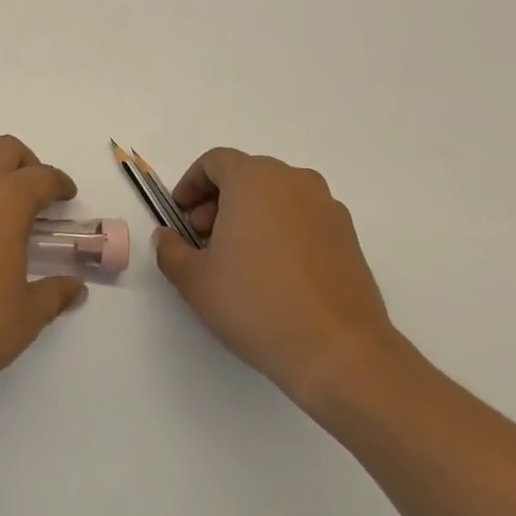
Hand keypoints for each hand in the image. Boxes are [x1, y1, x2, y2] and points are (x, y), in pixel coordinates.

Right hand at [154, 148, 402, 415]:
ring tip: (238, 259)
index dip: (191, 185)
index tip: (180, 217)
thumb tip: (167, 237)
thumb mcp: (195, 281)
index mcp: (254, 180)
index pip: (215, 162)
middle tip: (203, 240)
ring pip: (277, 195)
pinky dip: (281, 229)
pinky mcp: (348, 236)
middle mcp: (294, 181)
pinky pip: (303, 217)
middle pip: (246, 175)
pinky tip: (274, 272)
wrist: (340, 352)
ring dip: (250, 214)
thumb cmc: (257, 305)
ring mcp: (327, 207)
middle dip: (218, 201)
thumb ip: (171, 250)